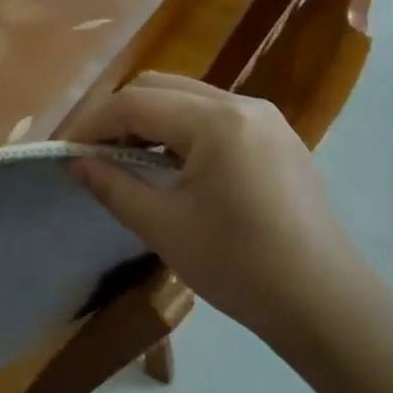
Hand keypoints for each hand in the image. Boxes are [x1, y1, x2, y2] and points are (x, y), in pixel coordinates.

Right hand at [67, 72, 366, 347]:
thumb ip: (113, 186)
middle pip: (160, 87)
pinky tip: (172, 166)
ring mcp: (265, 118)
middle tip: (94, 154)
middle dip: (120, 116)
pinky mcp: (277, 138)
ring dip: (150, 121)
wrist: (326, 305)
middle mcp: (242, 104)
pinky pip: (214, 117)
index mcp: (215, 121)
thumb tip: (76, 162)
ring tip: (127, 161)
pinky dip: (181, 131)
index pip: (135, 103)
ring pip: (187, 98)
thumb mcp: (164, 227)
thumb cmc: (240, 266)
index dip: (93, 124)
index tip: (66, 151)